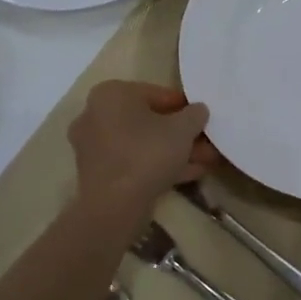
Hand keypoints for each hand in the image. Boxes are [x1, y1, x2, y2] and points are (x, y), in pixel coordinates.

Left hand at [68, 81, 214, 213]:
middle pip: (148, 120)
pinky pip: (133, 161)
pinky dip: (157, 165)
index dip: (185, 106)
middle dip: (180, 133)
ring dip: (173, 151)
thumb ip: (194, 114)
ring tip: (204, 161)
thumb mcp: (183, 129)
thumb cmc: (148, 153)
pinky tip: (188, 174)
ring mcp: (93, 146)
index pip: (156, 93)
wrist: (114, 206)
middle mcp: (96, 114)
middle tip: (206, 142)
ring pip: (142, 143)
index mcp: (111, 94)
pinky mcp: (97, 173)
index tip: (203, 118)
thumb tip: (198, 110)